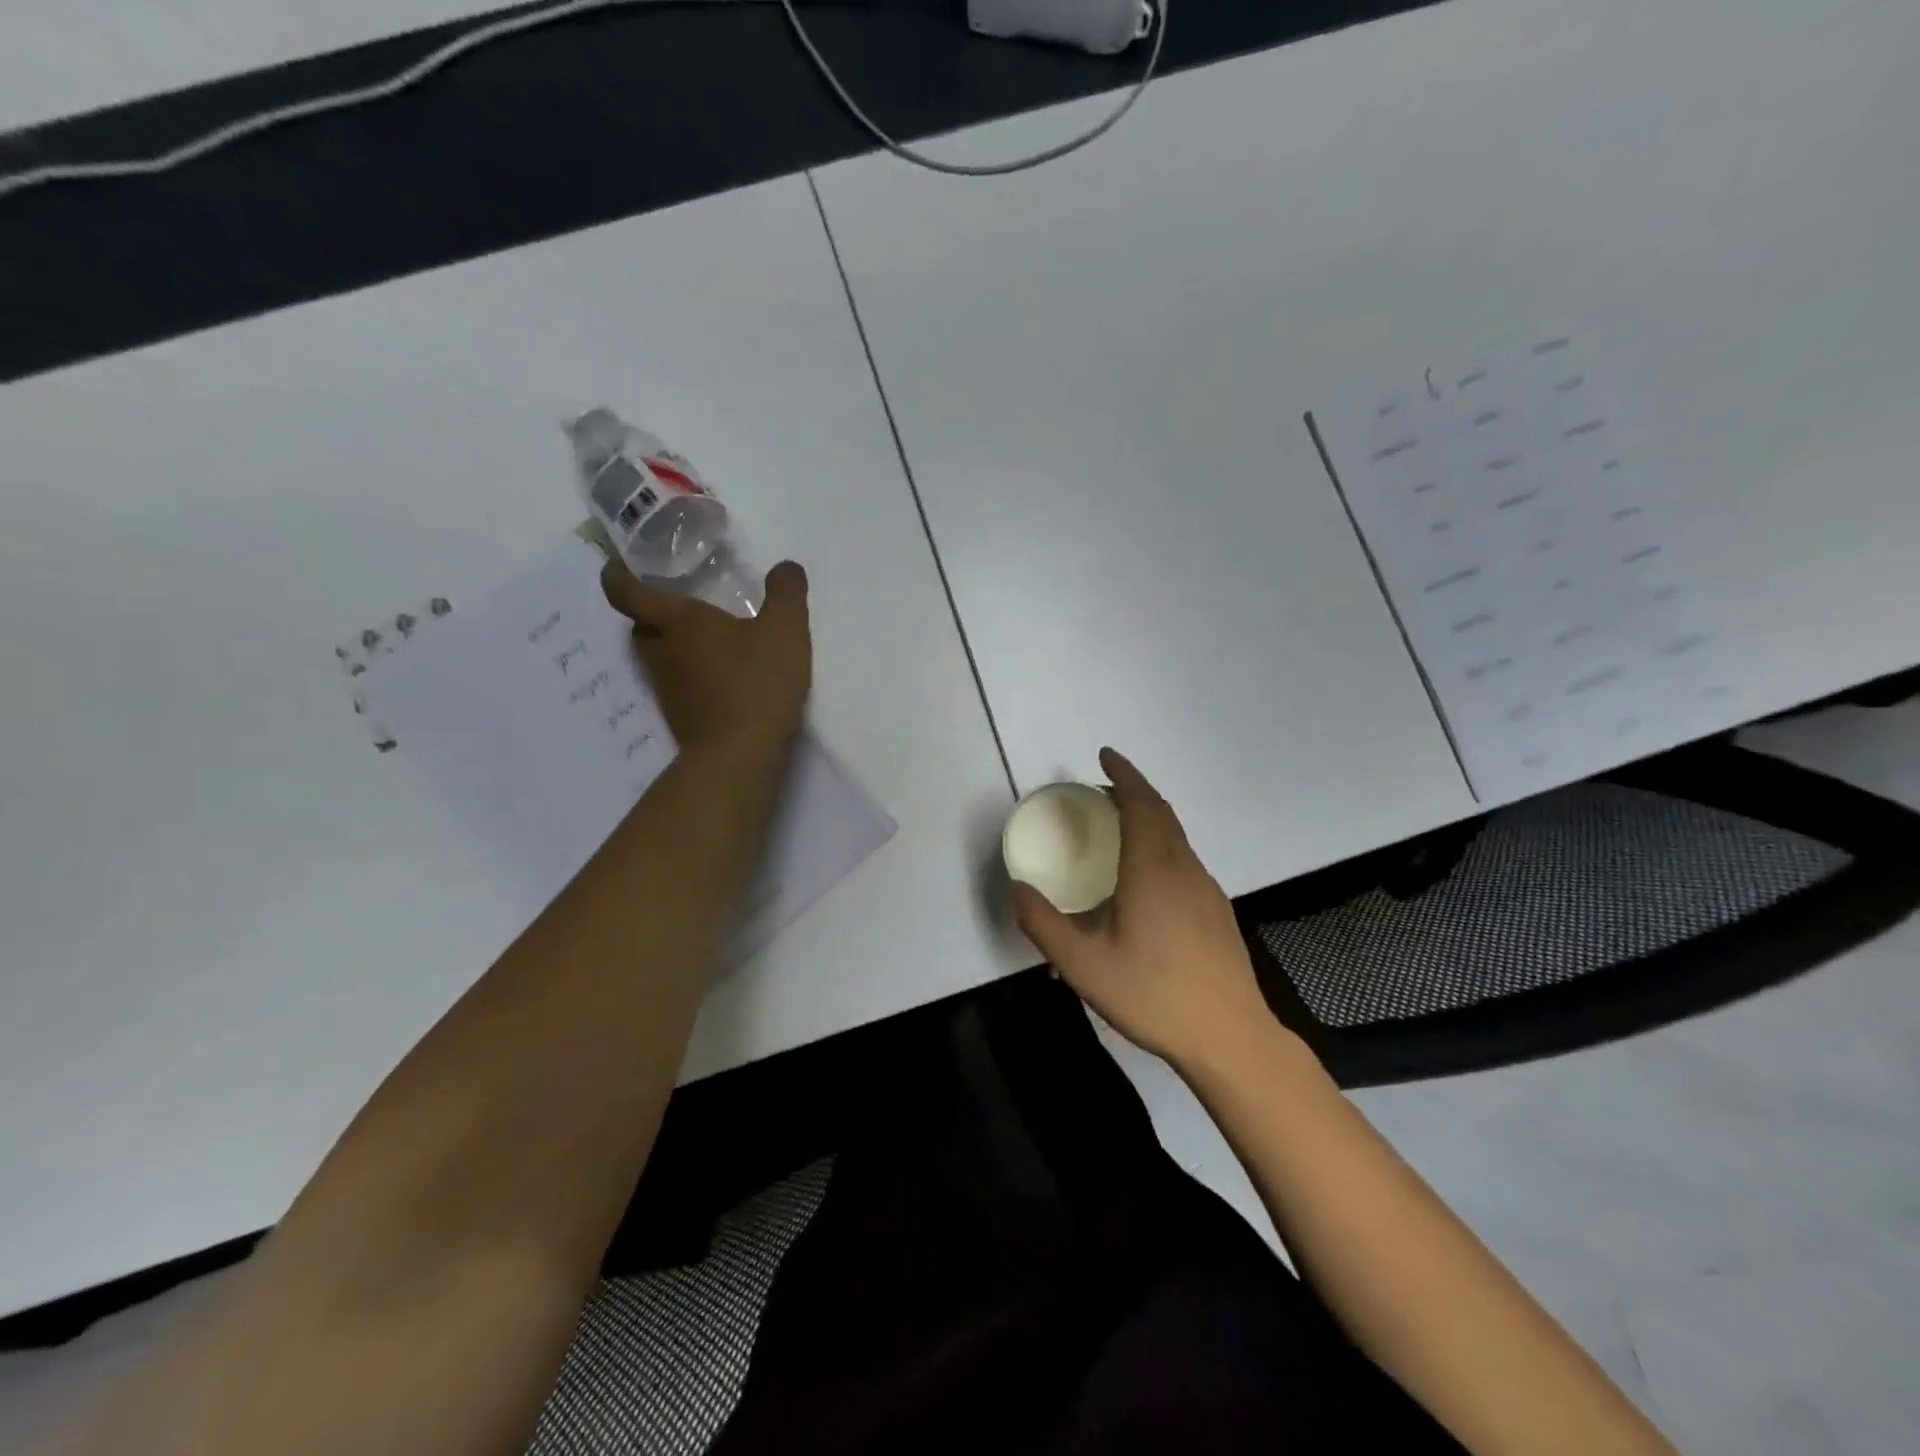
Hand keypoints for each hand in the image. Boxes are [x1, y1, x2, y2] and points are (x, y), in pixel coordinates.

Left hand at [600, 558, 811, 757]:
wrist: (739, 755)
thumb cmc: (755, 683)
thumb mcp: (784, 630)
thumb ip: (786, 593)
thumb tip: (786, 567)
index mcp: (675, 621)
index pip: (624, 589)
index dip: (617, 571)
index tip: (625, 560)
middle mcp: (660, 651)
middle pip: (641, 623)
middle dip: (655, 608)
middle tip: (683, 597)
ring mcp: (667, 686)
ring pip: (660, 653)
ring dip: (676, 641)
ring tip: (710, 635)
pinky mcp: (680, 714)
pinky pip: (679, 680)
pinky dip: (693, 670)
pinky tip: (725, 673)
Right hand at [1010, 748, 1276, 1070]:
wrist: (1230, 1038)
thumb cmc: (1153, 995)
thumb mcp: (1083, 965)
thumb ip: (1044, 925)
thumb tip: (1017, 889)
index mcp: (1153, 870)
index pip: (1140, 804)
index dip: (1123, 775)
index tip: (1105, 755)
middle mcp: (1184, 869)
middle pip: (1161, 813)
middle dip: (1133, 791)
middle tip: (1102, 790)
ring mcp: (1206, 889)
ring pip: (1176, 837)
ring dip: (1148, 818)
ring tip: (1118, 828)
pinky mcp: (1216, 911)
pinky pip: (1184, 860)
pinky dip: (1160, 845)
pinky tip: (1143, 880)